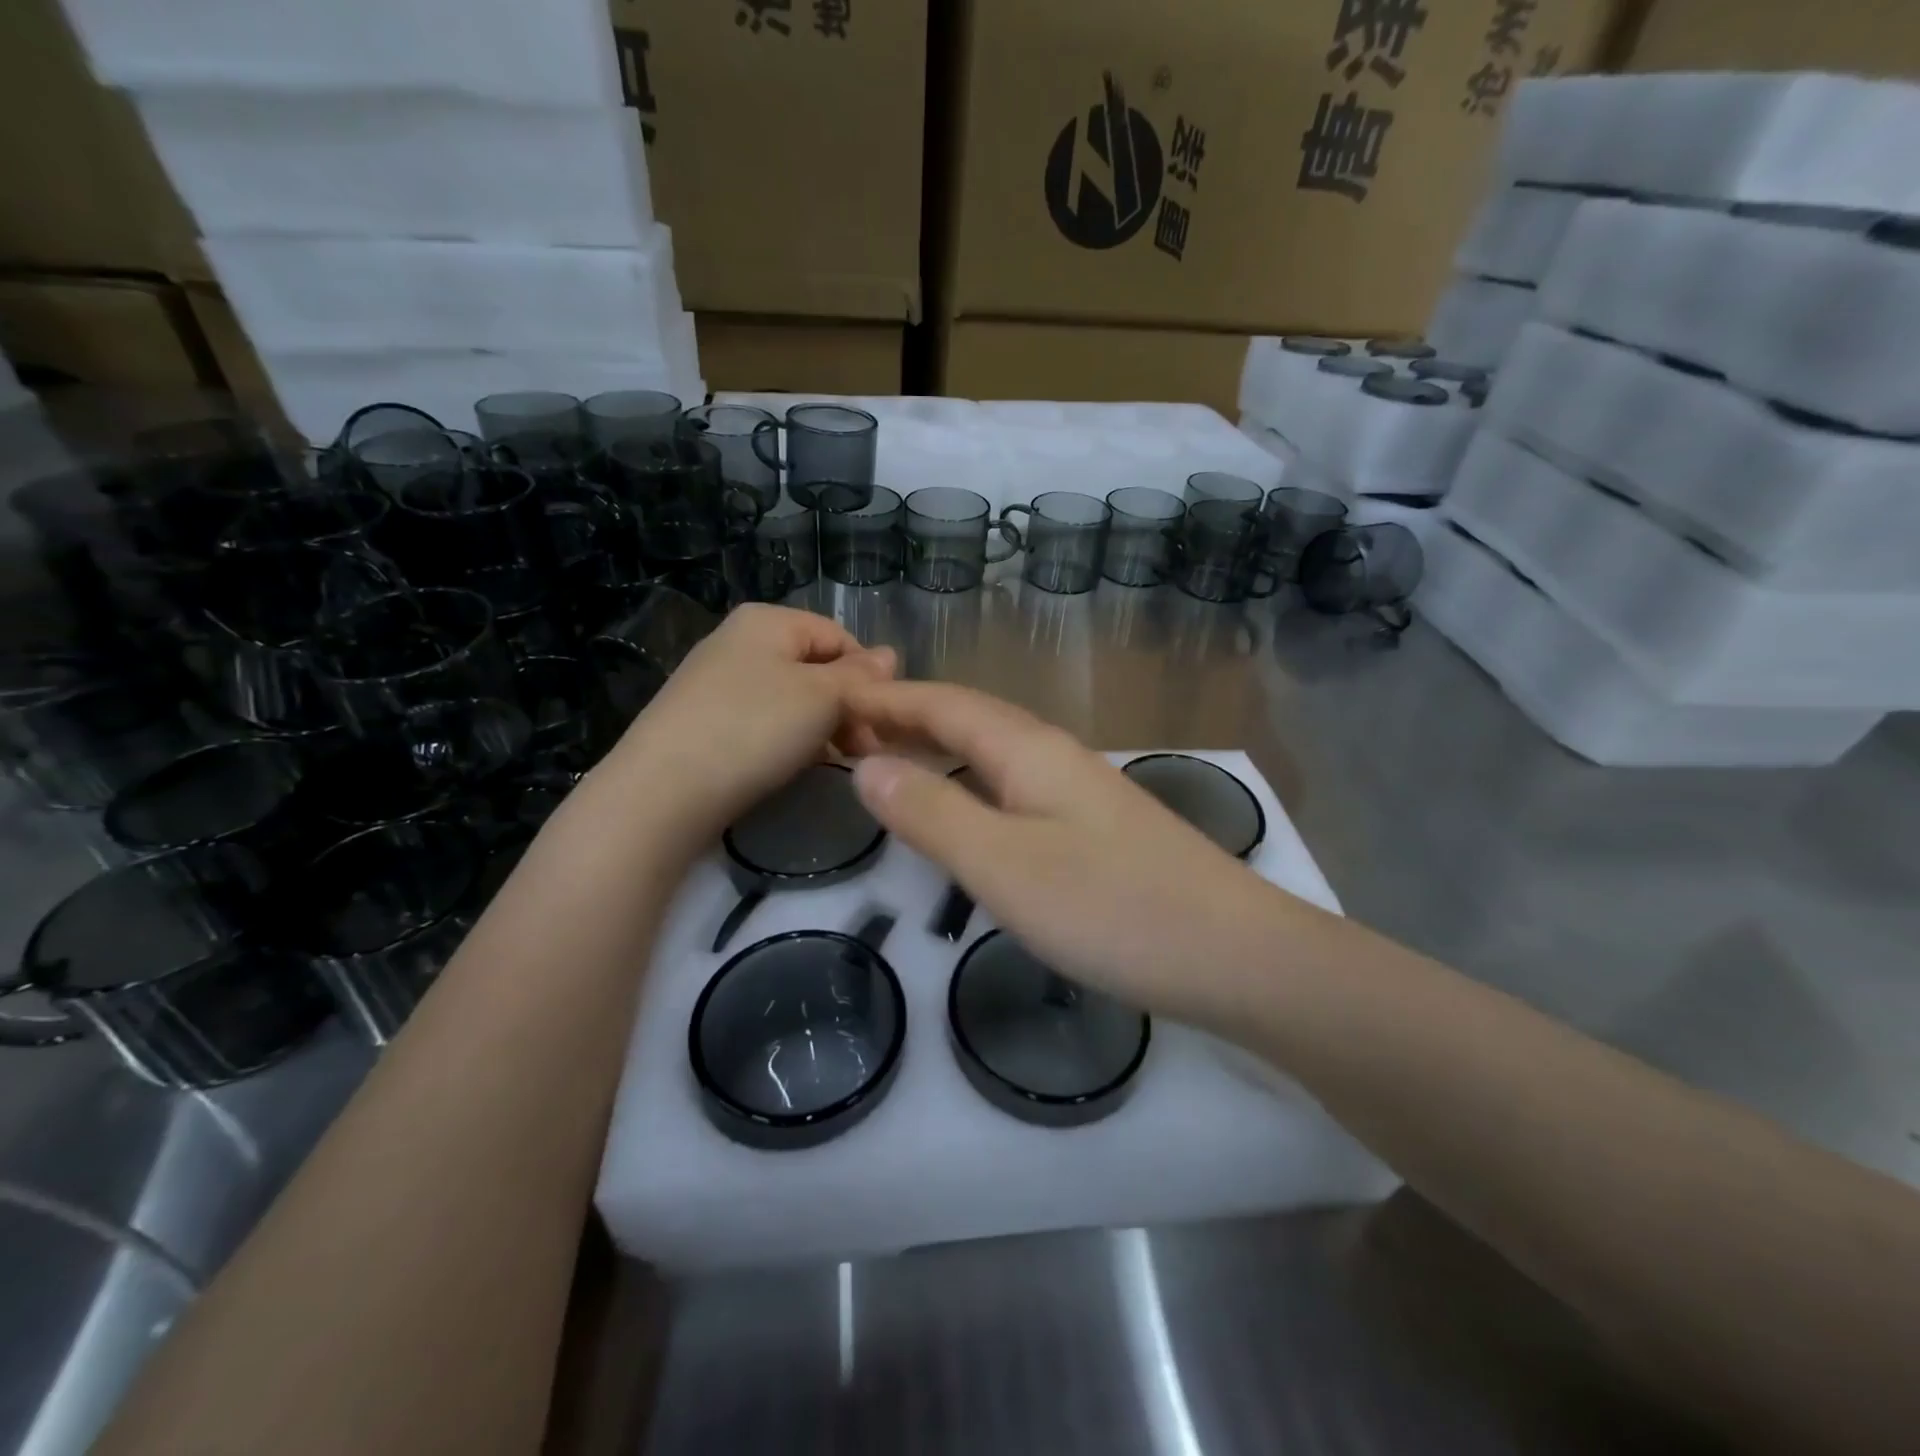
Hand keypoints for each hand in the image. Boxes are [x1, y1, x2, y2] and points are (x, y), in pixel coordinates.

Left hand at [593, 605, 895, 845]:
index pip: (840, 636)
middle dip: (846, 705)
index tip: (882, 721)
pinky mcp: (703, 721)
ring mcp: (716, 682)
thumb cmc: (753, 729)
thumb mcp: (822, 697)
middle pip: (815, 667)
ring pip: (791, 698)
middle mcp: (738, 641)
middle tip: (863, 751)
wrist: (662, 792)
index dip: (868, 676)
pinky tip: (792, 767)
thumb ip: (861, 677)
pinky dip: (786, 741)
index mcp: (767, 621)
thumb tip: (891, 655)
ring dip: (821, 727)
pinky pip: (762, 722)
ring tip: (833, 762)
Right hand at [843, 681, 1289, 1025]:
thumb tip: (865, 765)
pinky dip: (971, 780)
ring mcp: (1081, 789)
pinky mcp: (1097, 825)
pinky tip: (969, 805)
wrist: (1235, 954)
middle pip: (969, 718)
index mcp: (1028, 750)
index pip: (942, 704)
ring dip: (939, 747)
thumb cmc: (1111, 909)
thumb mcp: (1003, 865)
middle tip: (846, 732)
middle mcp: (1054, 755)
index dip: (886, 700)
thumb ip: (932, 813)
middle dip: (906, 718)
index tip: (831, 701)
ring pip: (994, 750)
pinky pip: (1014, 783)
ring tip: (892, 760)